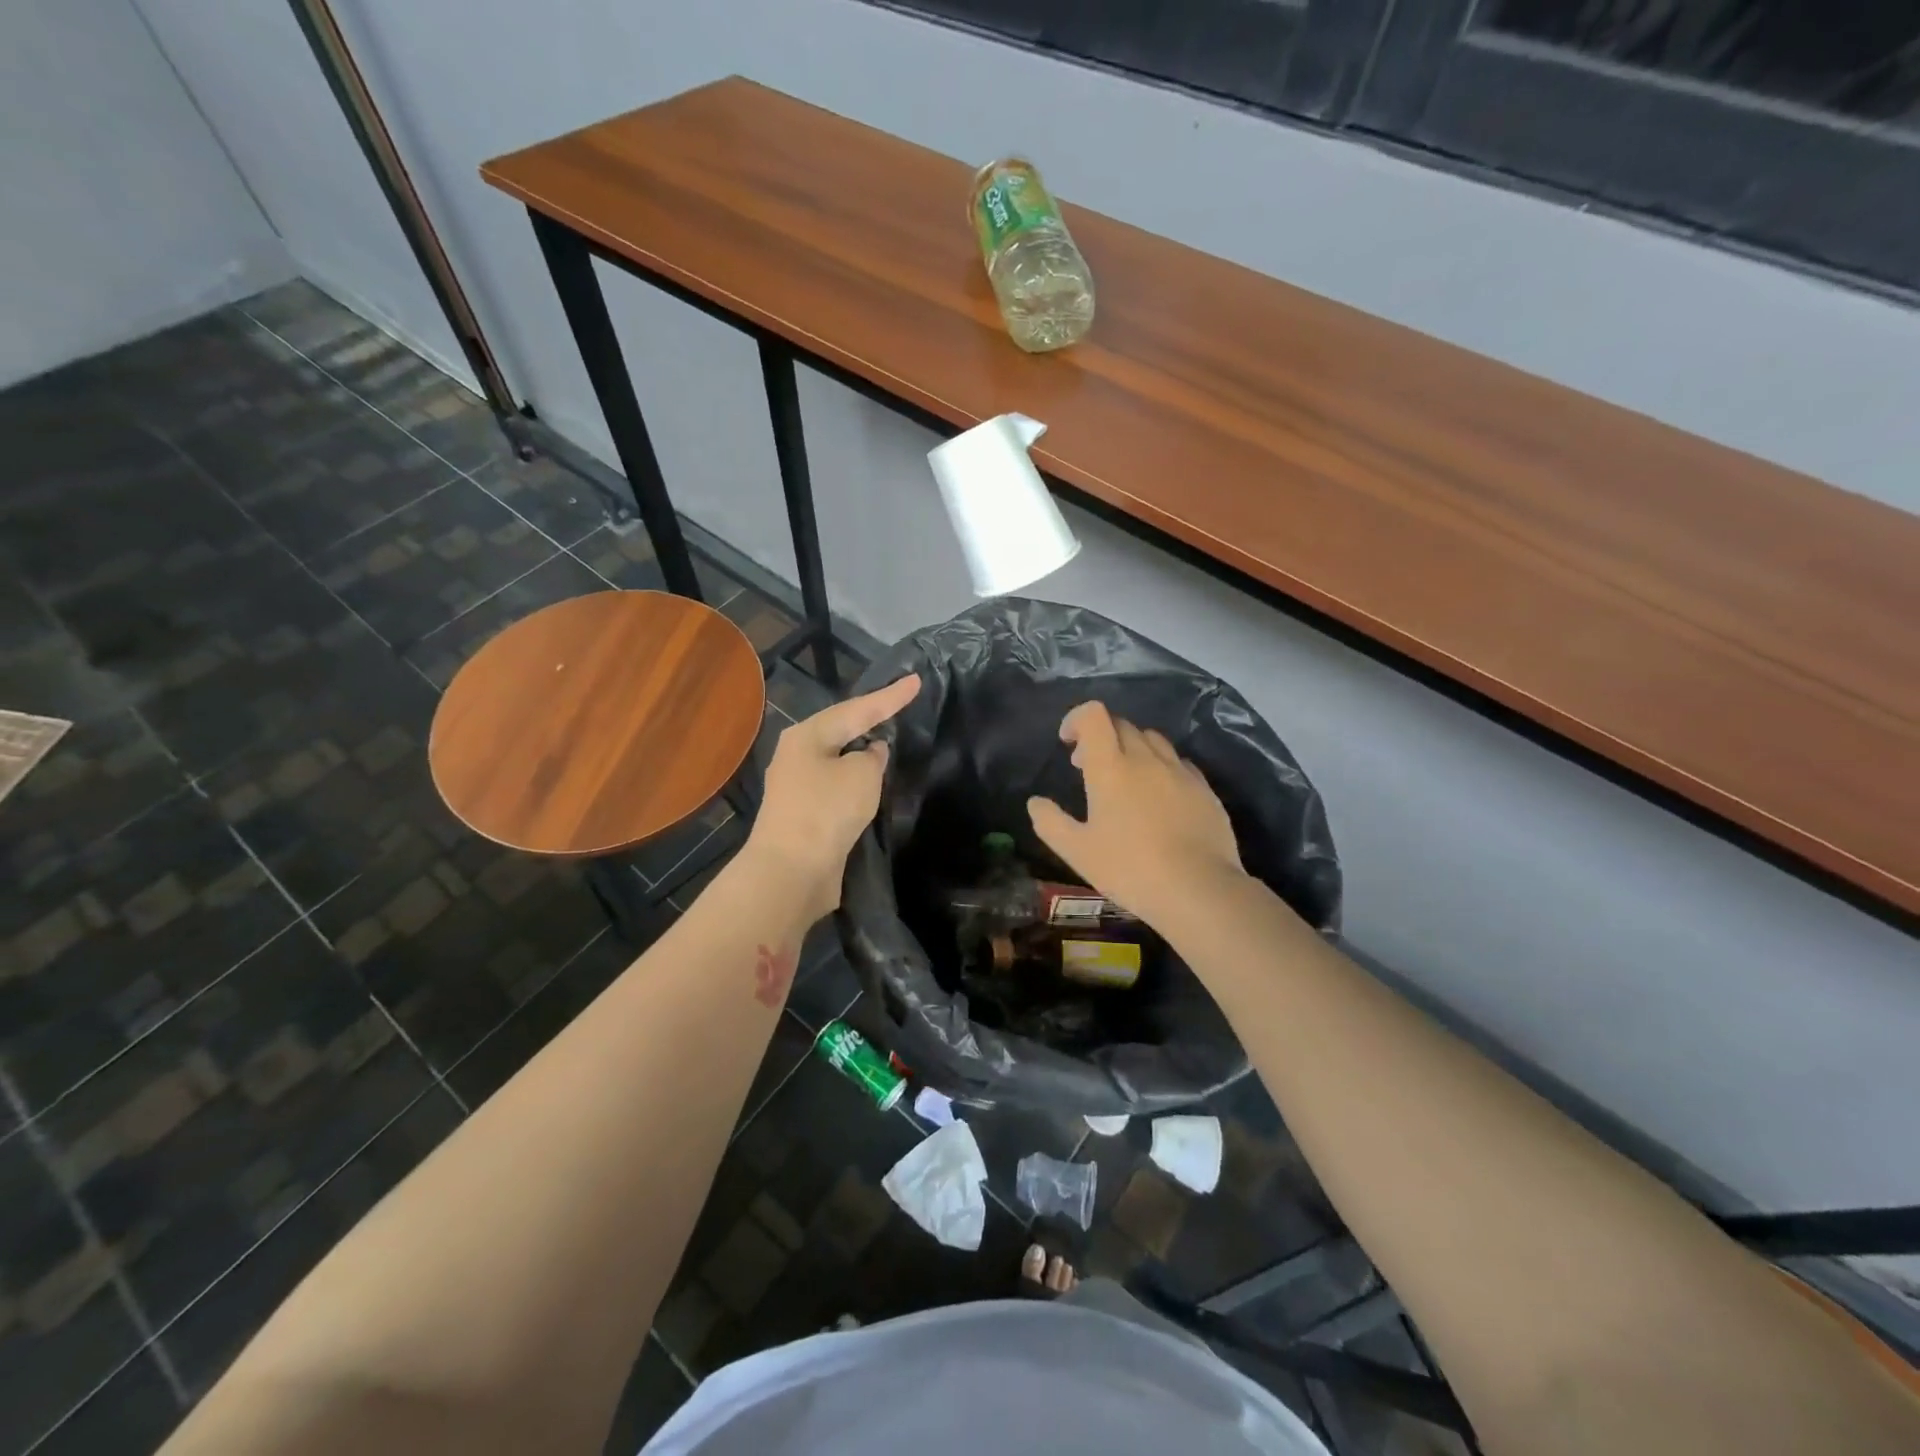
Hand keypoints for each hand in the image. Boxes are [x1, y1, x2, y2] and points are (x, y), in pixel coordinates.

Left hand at [742, 674, 920, 923]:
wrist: (791, 871)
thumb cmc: (826, 811)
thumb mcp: (861, 774)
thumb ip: (872, 756)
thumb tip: (870, 753)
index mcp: (807, 736)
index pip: (857, 709)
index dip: (890, 697)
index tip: (916, 681)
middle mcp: (797, 756)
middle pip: (842, 731)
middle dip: (870, 719)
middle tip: (899, 706)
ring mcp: (798, 787)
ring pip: (838, 761)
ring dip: (862, 754)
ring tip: (889, 741)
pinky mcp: (805, 816)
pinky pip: (837, 788)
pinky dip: (857, 782)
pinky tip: (873, 784)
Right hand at [1027, 701, 1249, 931]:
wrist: (1198, 890)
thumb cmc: (1129, 868)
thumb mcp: (1077, 852)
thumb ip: (1050, 822)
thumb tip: (1036, 802)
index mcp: (1111, 767)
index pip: (1094, 716)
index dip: (1077, 719)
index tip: (1068, 741)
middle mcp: (1146, 759)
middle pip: (1122, 725)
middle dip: (1101, 736)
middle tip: (1088, 766)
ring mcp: (1179, 772)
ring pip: (1153, 739)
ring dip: (1132, 747)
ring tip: (1125, 777)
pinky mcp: (1205, 789)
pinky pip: (1178, 762)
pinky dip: (1161, 766)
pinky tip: (1159, 795)